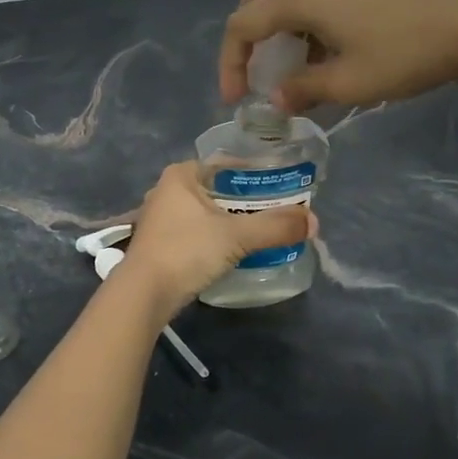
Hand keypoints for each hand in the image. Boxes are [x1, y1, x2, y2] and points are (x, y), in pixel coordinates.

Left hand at [113, 163, 311, 317]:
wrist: (143, 294)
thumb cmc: (186, 251)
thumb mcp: (236, 236)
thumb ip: (275, 227)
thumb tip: (314, 222)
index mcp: (180, 175)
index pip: (225, 164)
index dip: (255, 172)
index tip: (281, 185)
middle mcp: (166, 191)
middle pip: (217, 189)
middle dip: (246, 200)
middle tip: (278, 210)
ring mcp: (159, 220)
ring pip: (206, 213)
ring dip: (231, 221)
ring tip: (262, 230)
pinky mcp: (159, 245)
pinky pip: (196, 233)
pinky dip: (216, 238)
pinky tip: (234, 250)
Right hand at [217, 0, 457, 112]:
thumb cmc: (403, 54)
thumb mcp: (347, 83)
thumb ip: (302, 90)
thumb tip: (277, 99)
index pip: (242, 25)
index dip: (231, 63)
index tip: (237, 100)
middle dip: (247, 35)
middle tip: (255, 71)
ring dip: (277, 27)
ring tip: (292, 68)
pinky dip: (303, 20)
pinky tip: (326, 52)